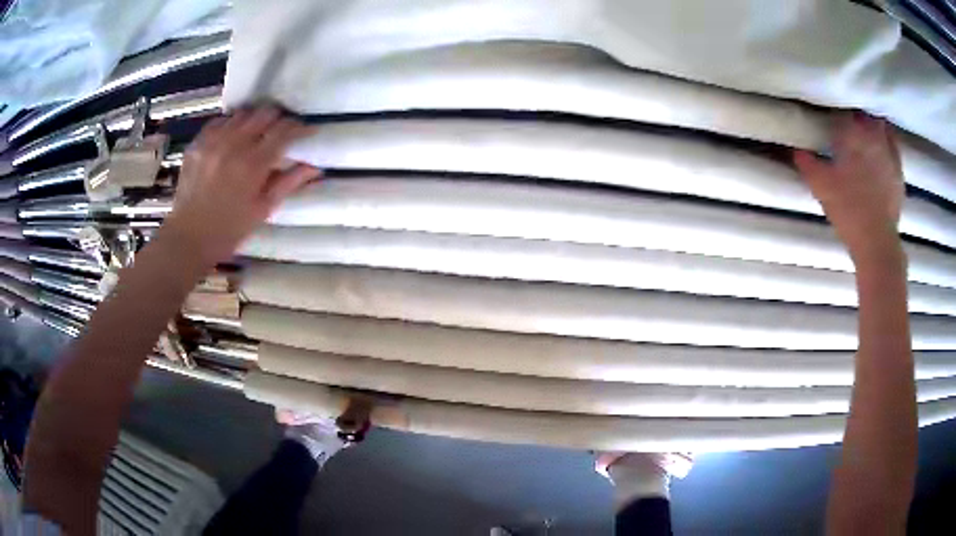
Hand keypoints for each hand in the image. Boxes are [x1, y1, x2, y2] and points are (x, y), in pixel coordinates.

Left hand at [164, 107, 320, 267]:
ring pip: (242, 113)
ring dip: (254, 119)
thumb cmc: (229, 230)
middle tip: (280, 130)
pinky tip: (232, 137)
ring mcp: (213, 142)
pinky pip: (219, 121)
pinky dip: (231, 124)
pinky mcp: (197, 144)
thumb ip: (288, 183)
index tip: (304, 132)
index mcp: (253, 164)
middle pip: (265, 113)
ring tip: (256, 132)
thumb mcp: (262, 210)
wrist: (188, 238)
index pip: (284, 130)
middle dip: (278, 119)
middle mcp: (234, 145)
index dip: (298, 128)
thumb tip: (315, 167)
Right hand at [793, 112, 903, 265]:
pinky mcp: (899, 172)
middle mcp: (872, 137)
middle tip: (849, 122)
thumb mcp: (820, 187)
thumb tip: (796, 150)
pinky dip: (889, 141)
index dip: (835, 114)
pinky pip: (894, 146)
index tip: (831, 119)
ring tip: (866, 130)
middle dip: (856, 116)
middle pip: (864, 115)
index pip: (842, 112)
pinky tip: (884, 145)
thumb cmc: (848, 210)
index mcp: (852, 135)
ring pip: (882, 126)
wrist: (876, 242)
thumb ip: (807, 164)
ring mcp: (889, 154)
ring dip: (873, 124)